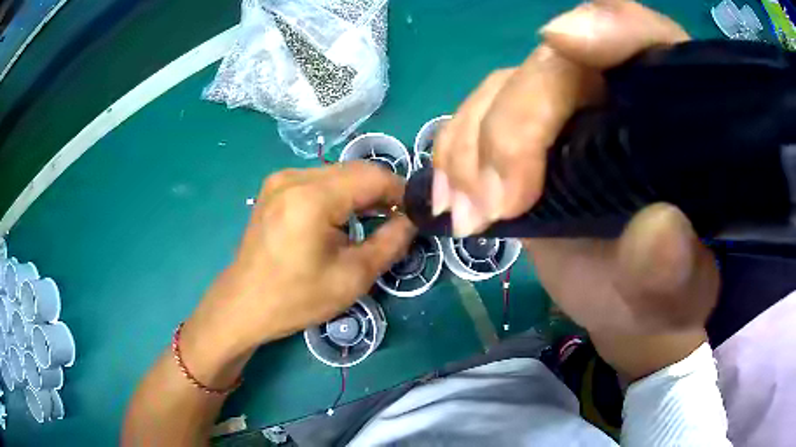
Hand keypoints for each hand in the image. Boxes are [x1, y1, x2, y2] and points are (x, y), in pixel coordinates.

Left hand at [184, 162, 414, 365]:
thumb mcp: (353, 277)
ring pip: (338, 173)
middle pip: (355, 170)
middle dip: (382, 192)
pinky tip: (343, 217)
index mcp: (312, 198)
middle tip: (398, 219)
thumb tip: (412, 220)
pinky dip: (339, 194)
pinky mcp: (274, 187)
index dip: (401, 191)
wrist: (244, 304)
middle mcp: (294, 177)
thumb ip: (391, 242)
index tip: (416, 213)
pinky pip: (319, 181)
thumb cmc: (296, 298)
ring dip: (361, 193)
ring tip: (375, 220)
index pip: (374, 176)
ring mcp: (280, 179)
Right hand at [432, 1, 717, 376]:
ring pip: (504, 88)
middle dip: (516, 125)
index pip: (648, 38)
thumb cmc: (663, 294)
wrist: (629, 307)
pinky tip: (451, 197)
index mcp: (672, 113)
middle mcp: (619, 93)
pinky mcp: (529, 137)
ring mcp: (568, 111)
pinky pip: (477, 116)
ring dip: (473, 147)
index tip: (562, 43)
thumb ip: (676, 267)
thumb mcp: (679, 293)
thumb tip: (658, 229)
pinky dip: (454, 151)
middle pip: (554, 66)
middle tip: (498, 205)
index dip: (609, 27)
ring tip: (470, 216)